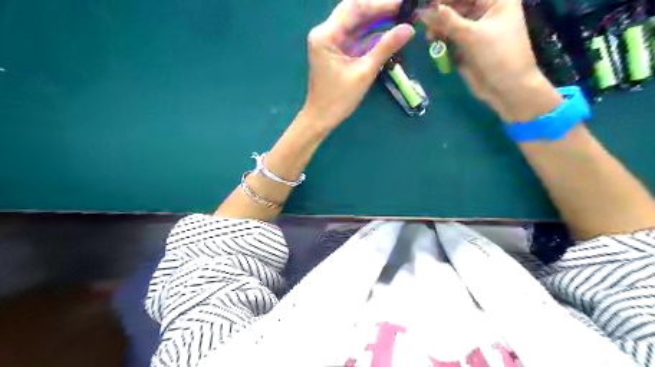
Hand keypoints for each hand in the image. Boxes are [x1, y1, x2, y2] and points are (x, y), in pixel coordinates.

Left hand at [302, 0, 413, 131]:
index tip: (403, 3)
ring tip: (401, 18)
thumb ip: (385, 48)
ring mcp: (330, 41)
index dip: (380, 4)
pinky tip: (389, 32)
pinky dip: (371, 34)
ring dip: (377, 21)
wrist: (321, 118)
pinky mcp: (336, 50)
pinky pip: (356, 36)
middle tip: (404, 9)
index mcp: (326, 35)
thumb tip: (409, 28)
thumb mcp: (364, 73)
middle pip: (355, 11)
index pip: (355, 8)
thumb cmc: (338, 99)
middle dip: (380, 10)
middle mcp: (325, 32)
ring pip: (357, 23)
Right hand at [419, 1, 562, 120]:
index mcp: (496, 0)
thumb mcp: (471, 35)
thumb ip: (446, 20)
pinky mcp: (467, 46)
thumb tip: (422, 10)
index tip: (426, 4)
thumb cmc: (498, 55)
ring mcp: (475, 30)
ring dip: (438, 27)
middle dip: (439, 11)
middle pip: (457, 5)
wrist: (508, 88)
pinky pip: (450, 37)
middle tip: (422, 20)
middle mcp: (485, 12)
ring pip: (451, 21)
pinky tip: (433, 43)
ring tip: (429, 36)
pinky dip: (441, 39)